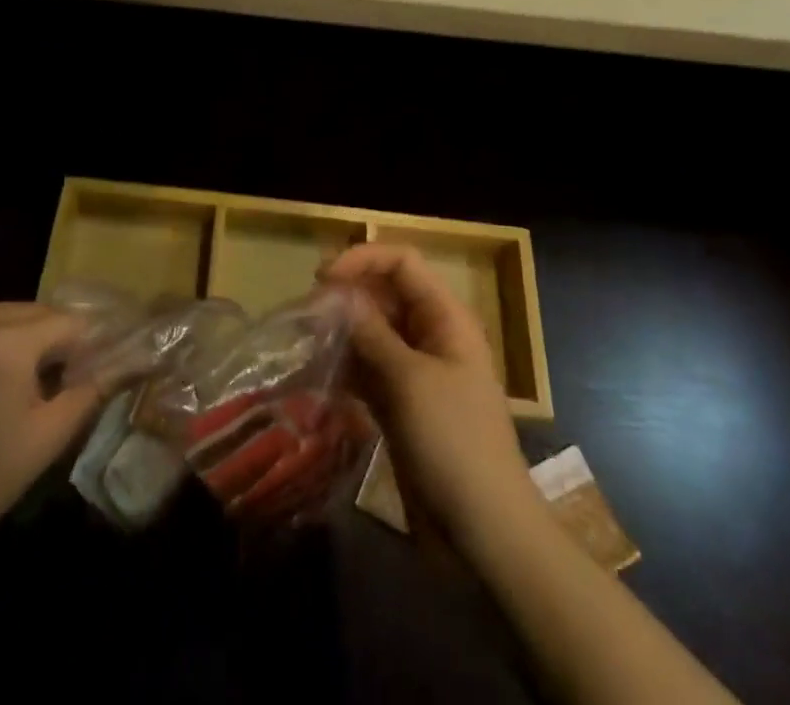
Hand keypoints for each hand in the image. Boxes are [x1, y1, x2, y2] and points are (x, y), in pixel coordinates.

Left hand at [0, 303, 101, 566]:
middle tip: (52, 381)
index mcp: (5, 340)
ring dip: (12, 337)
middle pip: (31, 312)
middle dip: (47, 340)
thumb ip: (91, 390)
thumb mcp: (47, 437)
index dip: (83, 347)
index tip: (85, 373)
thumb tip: (125, 361)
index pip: (67, 322)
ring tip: (10, 382)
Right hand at [322, 245, 543, 549]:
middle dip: (345, 295)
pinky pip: (367, 368)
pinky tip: (317, 371)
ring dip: (340, 331)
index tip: (322, 278)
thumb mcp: (411, 381)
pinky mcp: (400, 403)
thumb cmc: (455, 442)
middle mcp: (430, 334)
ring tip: (305, 340)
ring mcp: (415, 370)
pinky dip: (344, 365)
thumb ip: (371, 333)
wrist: (484, 531)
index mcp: (445, 317)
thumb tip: (339, 297)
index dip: (363, 259)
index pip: (402, 263)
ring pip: (371, 331)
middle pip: (384, 293)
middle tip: (306, 312)